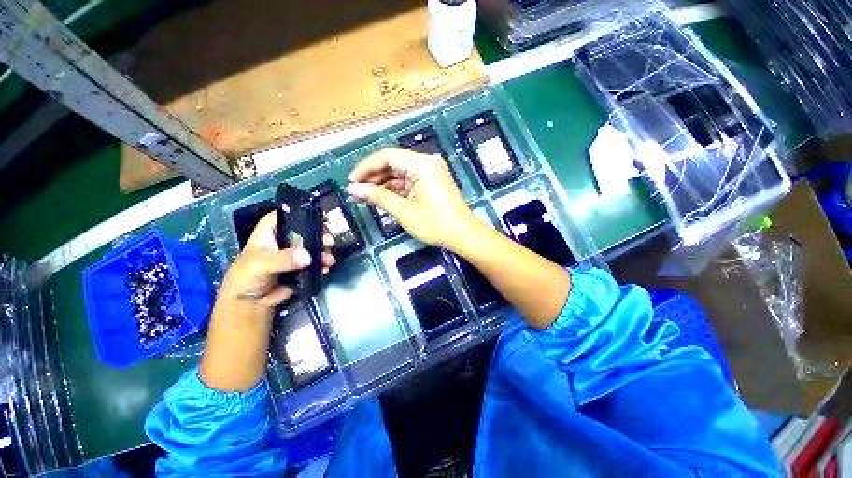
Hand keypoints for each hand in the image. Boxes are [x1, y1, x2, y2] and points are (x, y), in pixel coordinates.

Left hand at [217, 211, 335, 309]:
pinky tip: (325, 269)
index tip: (320, 220)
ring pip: (314, 246)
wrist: (251, 303)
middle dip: (320, 235)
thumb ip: (283, 259)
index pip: (288, 216)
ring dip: (324, 252)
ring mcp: (296, 252)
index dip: (303, 215)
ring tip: (329, 261)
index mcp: (271, 230)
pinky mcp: (303, 265)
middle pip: (307, 230)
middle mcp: (285, 238)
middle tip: (329, 242)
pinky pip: (316, 261)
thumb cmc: (247, 277)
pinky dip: (323, 264)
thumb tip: (307, 257)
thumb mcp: (261, 265)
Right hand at [345, 148, 476, 249]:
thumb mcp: (404, 211)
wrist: (463, 235)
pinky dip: (395, 189)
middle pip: (393, 163)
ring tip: (364, 195)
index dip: (366, 167)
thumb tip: (353, 189)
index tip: (352, 181)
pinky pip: (408, 181)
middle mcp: (427, 163)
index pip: (388, 156)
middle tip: (356, 190)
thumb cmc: (435, 224)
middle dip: (373, 176)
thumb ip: (378, 197)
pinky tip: (381, 197)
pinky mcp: (431, 182)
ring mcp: (430, 172)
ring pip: (400, 173)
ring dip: (383, 184)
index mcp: (422, 164)